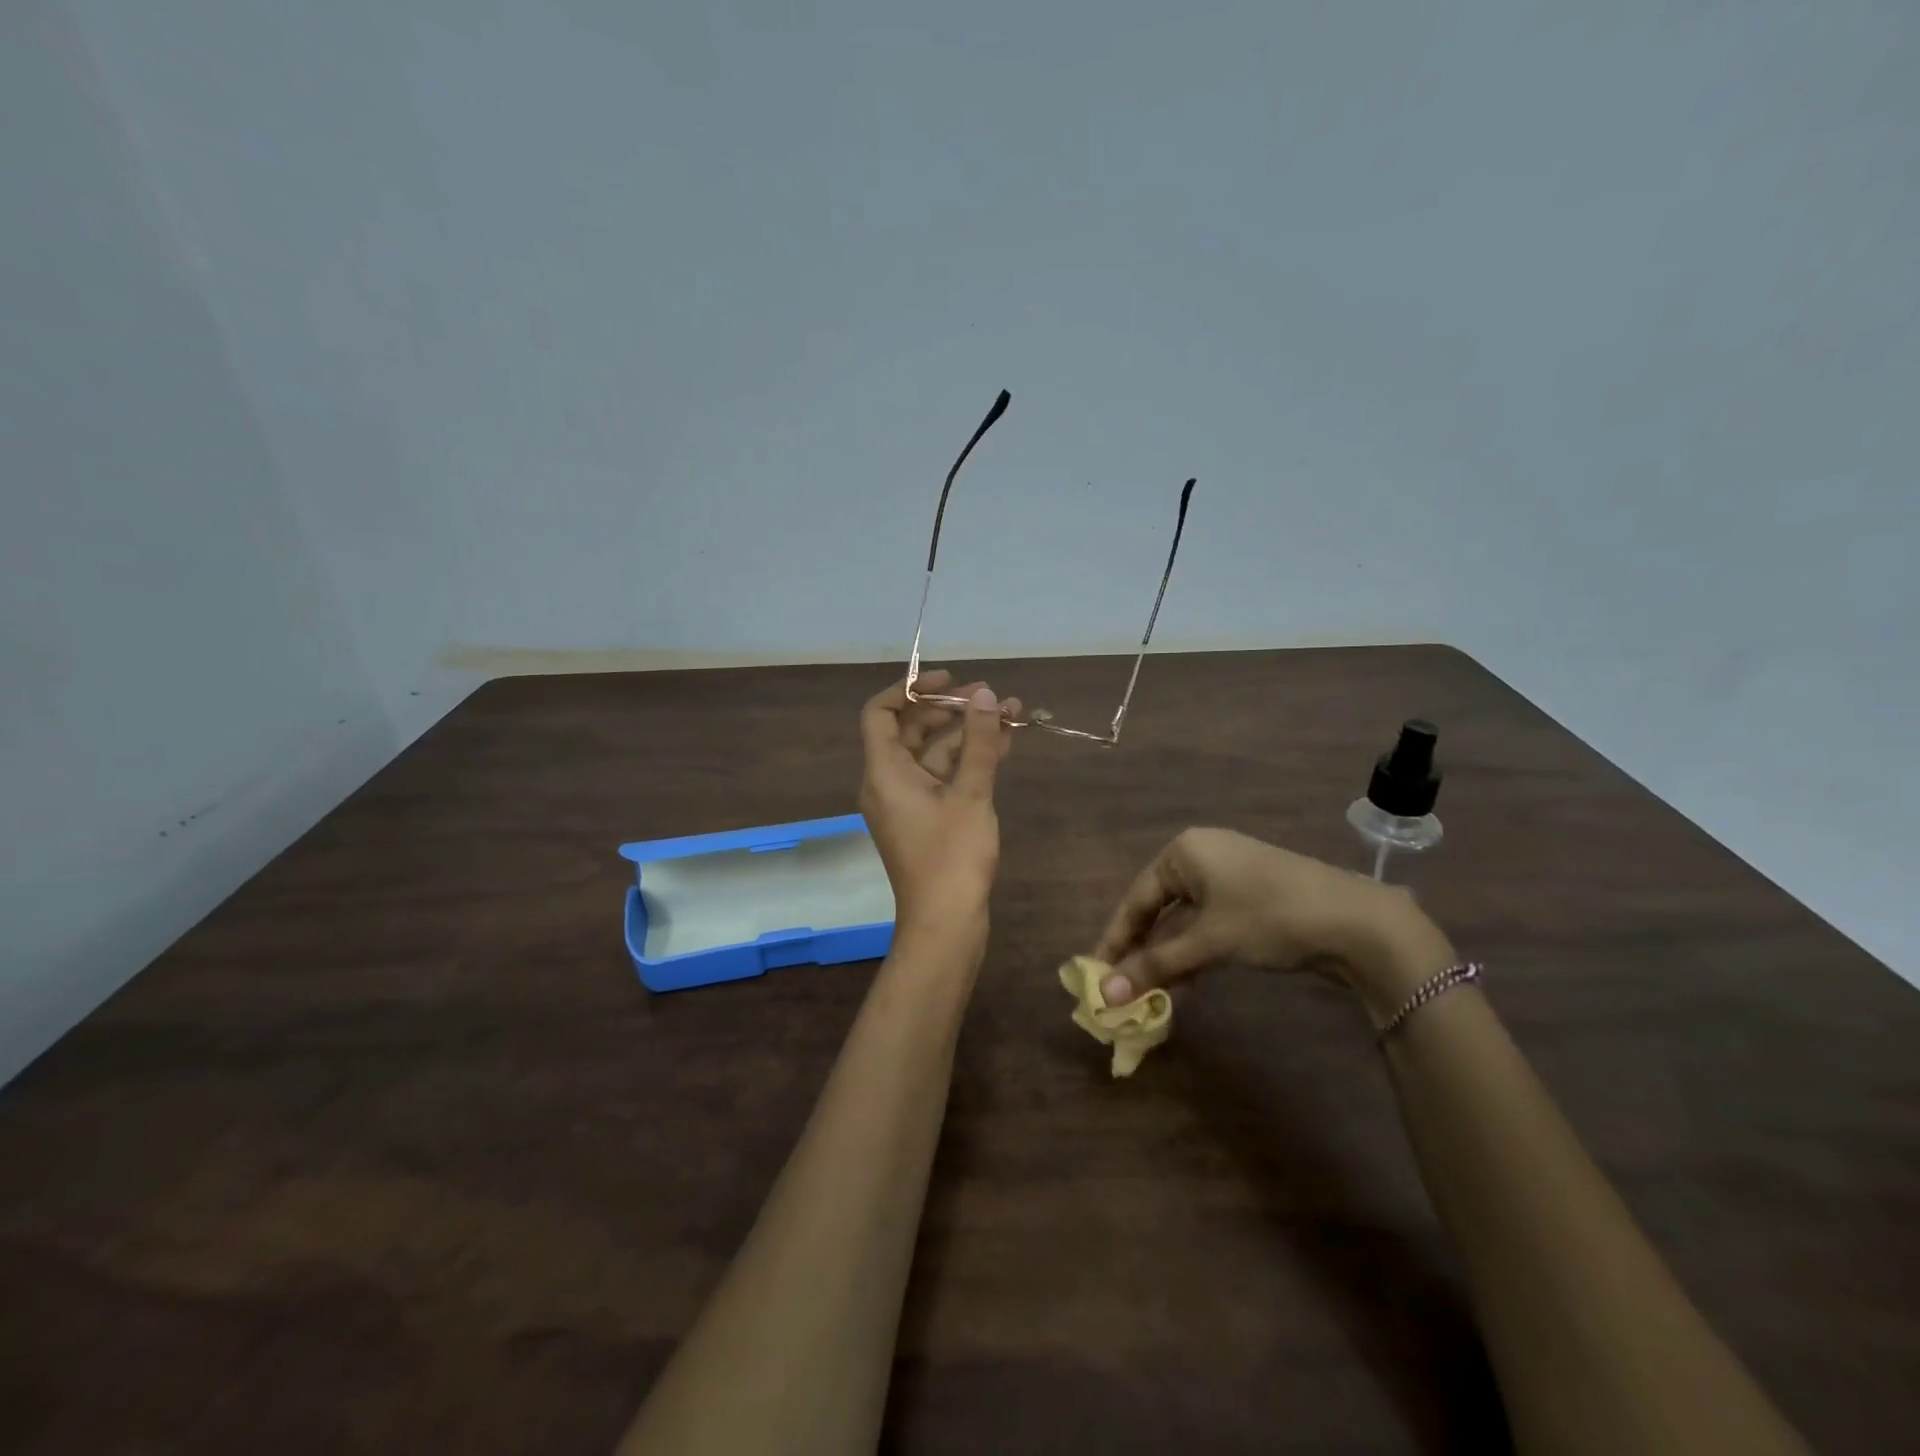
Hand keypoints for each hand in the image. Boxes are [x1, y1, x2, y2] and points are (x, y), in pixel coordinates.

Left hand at [859, 670, 1020, 949]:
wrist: (946, 923)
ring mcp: (907, 802)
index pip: (880, 712)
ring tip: (1011, 714)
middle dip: (950, 708)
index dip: (910, 689)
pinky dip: (968, 761)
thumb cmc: (952, 857)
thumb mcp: (971, 794)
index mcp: (884, 772)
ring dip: (968, 734)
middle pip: (911, 729)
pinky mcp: (925, 819)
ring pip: (933, 753)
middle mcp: (888, 782)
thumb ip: (979, 742)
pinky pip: (942, 777)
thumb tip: (986, 695)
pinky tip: (1003, 745)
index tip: (948, 680)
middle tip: (990, 696)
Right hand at [1091, 828, 1454, 1024]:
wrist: (1357, 921)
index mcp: (1183, 851)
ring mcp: (1228, 874)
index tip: (1097, 974)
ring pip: (1184, 919)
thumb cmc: (1269, 917)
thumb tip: (1107, 994)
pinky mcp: (1250, 896)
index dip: (1116, 939)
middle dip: (1142, 951)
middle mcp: (1201, 855)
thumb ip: (1156, 965)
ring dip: (1169, 957)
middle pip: (1158, 908)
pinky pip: (1208, 923)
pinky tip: (1185, 984)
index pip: (1136, 899)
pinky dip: (1195, 952)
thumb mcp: (1208, 942)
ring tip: (1151, 994)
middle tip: (1122, 988)